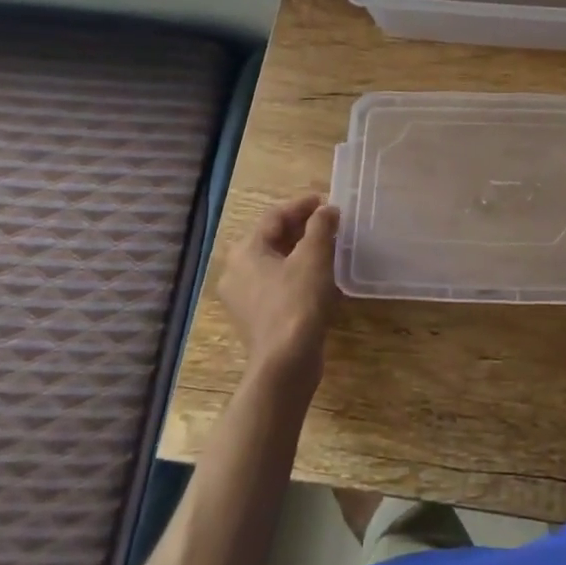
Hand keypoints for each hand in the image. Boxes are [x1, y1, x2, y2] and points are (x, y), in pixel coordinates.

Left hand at [218, 194, 339, 386]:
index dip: (301, 206)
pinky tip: (319, 276)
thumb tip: (327, 210)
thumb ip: (321, 226)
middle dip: (301, 228)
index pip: (274, 217)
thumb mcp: (314, 257)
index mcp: (245, 251)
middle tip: (329, 222)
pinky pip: (276, 283)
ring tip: (328, 246)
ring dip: (300, 251)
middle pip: (271, 238)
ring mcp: (243, 298)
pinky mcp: (256, 317)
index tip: (326, 201)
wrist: (286, 363)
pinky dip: (296, 273)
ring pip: (274, 262)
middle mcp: (236, 271)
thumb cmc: (297, 302)